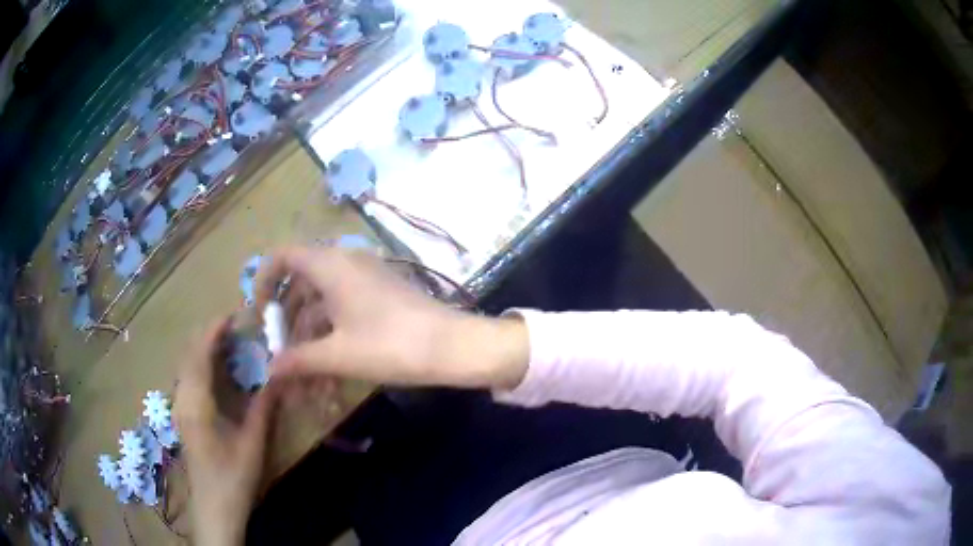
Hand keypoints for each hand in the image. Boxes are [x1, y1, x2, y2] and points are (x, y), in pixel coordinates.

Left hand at [174, 321, 279, 545]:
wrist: (214, 509)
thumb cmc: (233, 478)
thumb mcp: (253, 444)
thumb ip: (264, 407)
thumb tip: (280, 376)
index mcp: (196, 403)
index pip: (199, 354)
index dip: (213, 331)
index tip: (233, 315)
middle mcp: (182, 399)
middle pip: (188, 355)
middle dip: (208, 336)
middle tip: (236, 328)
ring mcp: (180, 408)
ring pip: (187, 366)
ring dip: (205, 350)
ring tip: (230, 344)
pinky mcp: (184, 417)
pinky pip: (189, 379)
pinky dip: (202, 366)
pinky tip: (220, 373)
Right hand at [255, 247, 528, 389]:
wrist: (453, 346)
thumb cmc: (390, 345)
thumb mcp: (339, 355)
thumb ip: (299, 360)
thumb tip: (269, 369)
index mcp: (330, 266)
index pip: (284, 256)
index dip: (264, 280)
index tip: (259, 312)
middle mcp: (346, 263)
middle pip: (301, 284)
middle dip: (287, 322)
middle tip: (280, 355)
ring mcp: (365, 279)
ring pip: (323, 302)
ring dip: (310, 337)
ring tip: (303, 377)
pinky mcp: (380, 296)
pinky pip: (344, 309)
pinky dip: (331, 336)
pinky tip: (328, 371)